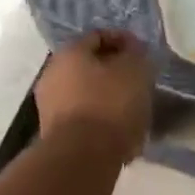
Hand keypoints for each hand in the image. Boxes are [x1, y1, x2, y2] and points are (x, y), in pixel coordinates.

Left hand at [34, 30, 155, 165]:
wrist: (82, 158)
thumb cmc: (110, 104)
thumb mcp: (135, 71)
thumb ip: (136, 54)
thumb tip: (132, 50)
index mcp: (69, 52)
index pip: (99, 36)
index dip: (124, 41)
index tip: (144, 54)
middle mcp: (52, 73)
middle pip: (89, 65)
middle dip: (114, 70)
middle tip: (139, 80)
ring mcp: (49, 105)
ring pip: (86, 92)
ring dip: (108, 95)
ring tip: (133, 107)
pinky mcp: (54, 133)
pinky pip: (83, 116)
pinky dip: (100, 117)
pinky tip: (120, 128)